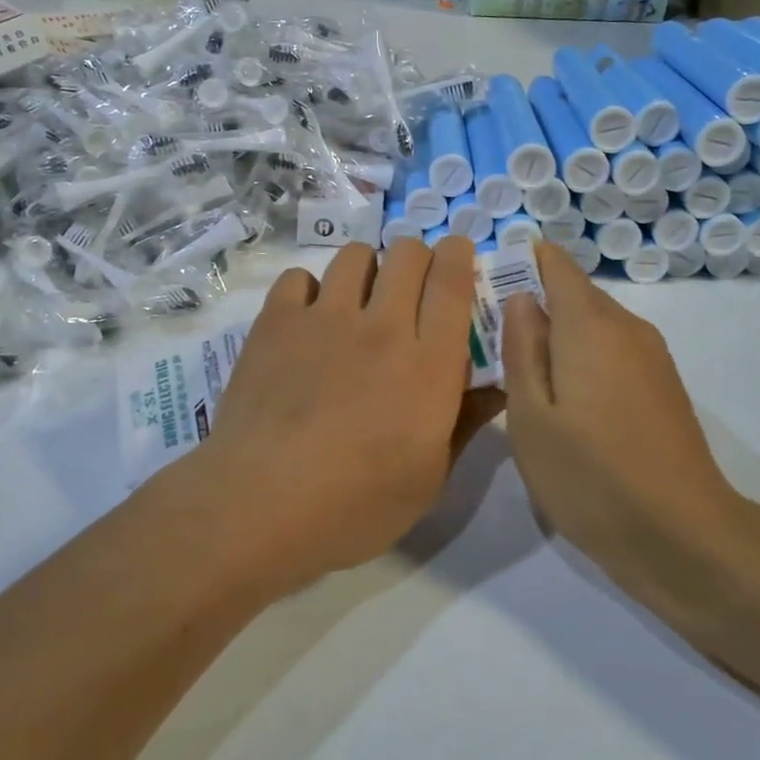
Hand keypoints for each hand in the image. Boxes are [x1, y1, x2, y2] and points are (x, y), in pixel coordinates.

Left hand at [193, 239, 504, 592]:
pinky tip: (307, 321)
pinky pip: (299, 277)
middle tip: (410, 289)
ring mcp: (325, 319)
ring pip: (355, 256)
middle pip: (407, 254)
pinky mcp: (277, 322)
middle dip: (416, 259)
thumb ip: (465, 423)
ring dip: (366, 270)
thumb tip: (498, 388)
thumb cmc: (356, 506)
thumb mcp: (429, 479)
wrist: (260, 505)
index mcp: (429, 365)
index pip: (452, 282)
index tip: (457, 253)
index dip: (458, 255)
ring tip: (357, 301)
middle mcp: (382, 327)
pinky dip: (309, 290)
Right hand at [500, 242, 743, 593]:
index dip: (518, 264)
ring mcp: (651, 356)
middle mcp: (627, 326)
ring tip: (521, 379)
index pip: (554, 262)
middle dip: (532, 306)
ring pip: (593, 326)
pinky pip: (612, 352)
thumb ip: (521, 347)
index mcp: (591, 323)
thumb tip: (521, 298)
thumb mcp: (531, 415)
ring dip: (557, 338)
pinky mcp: (663, 386)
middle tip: (490, 346)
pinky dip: (583, 361)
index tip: (485, 291)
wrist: (683, 537)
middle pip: (573, 293)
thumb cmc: (591, 476)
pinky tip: (566, 405)